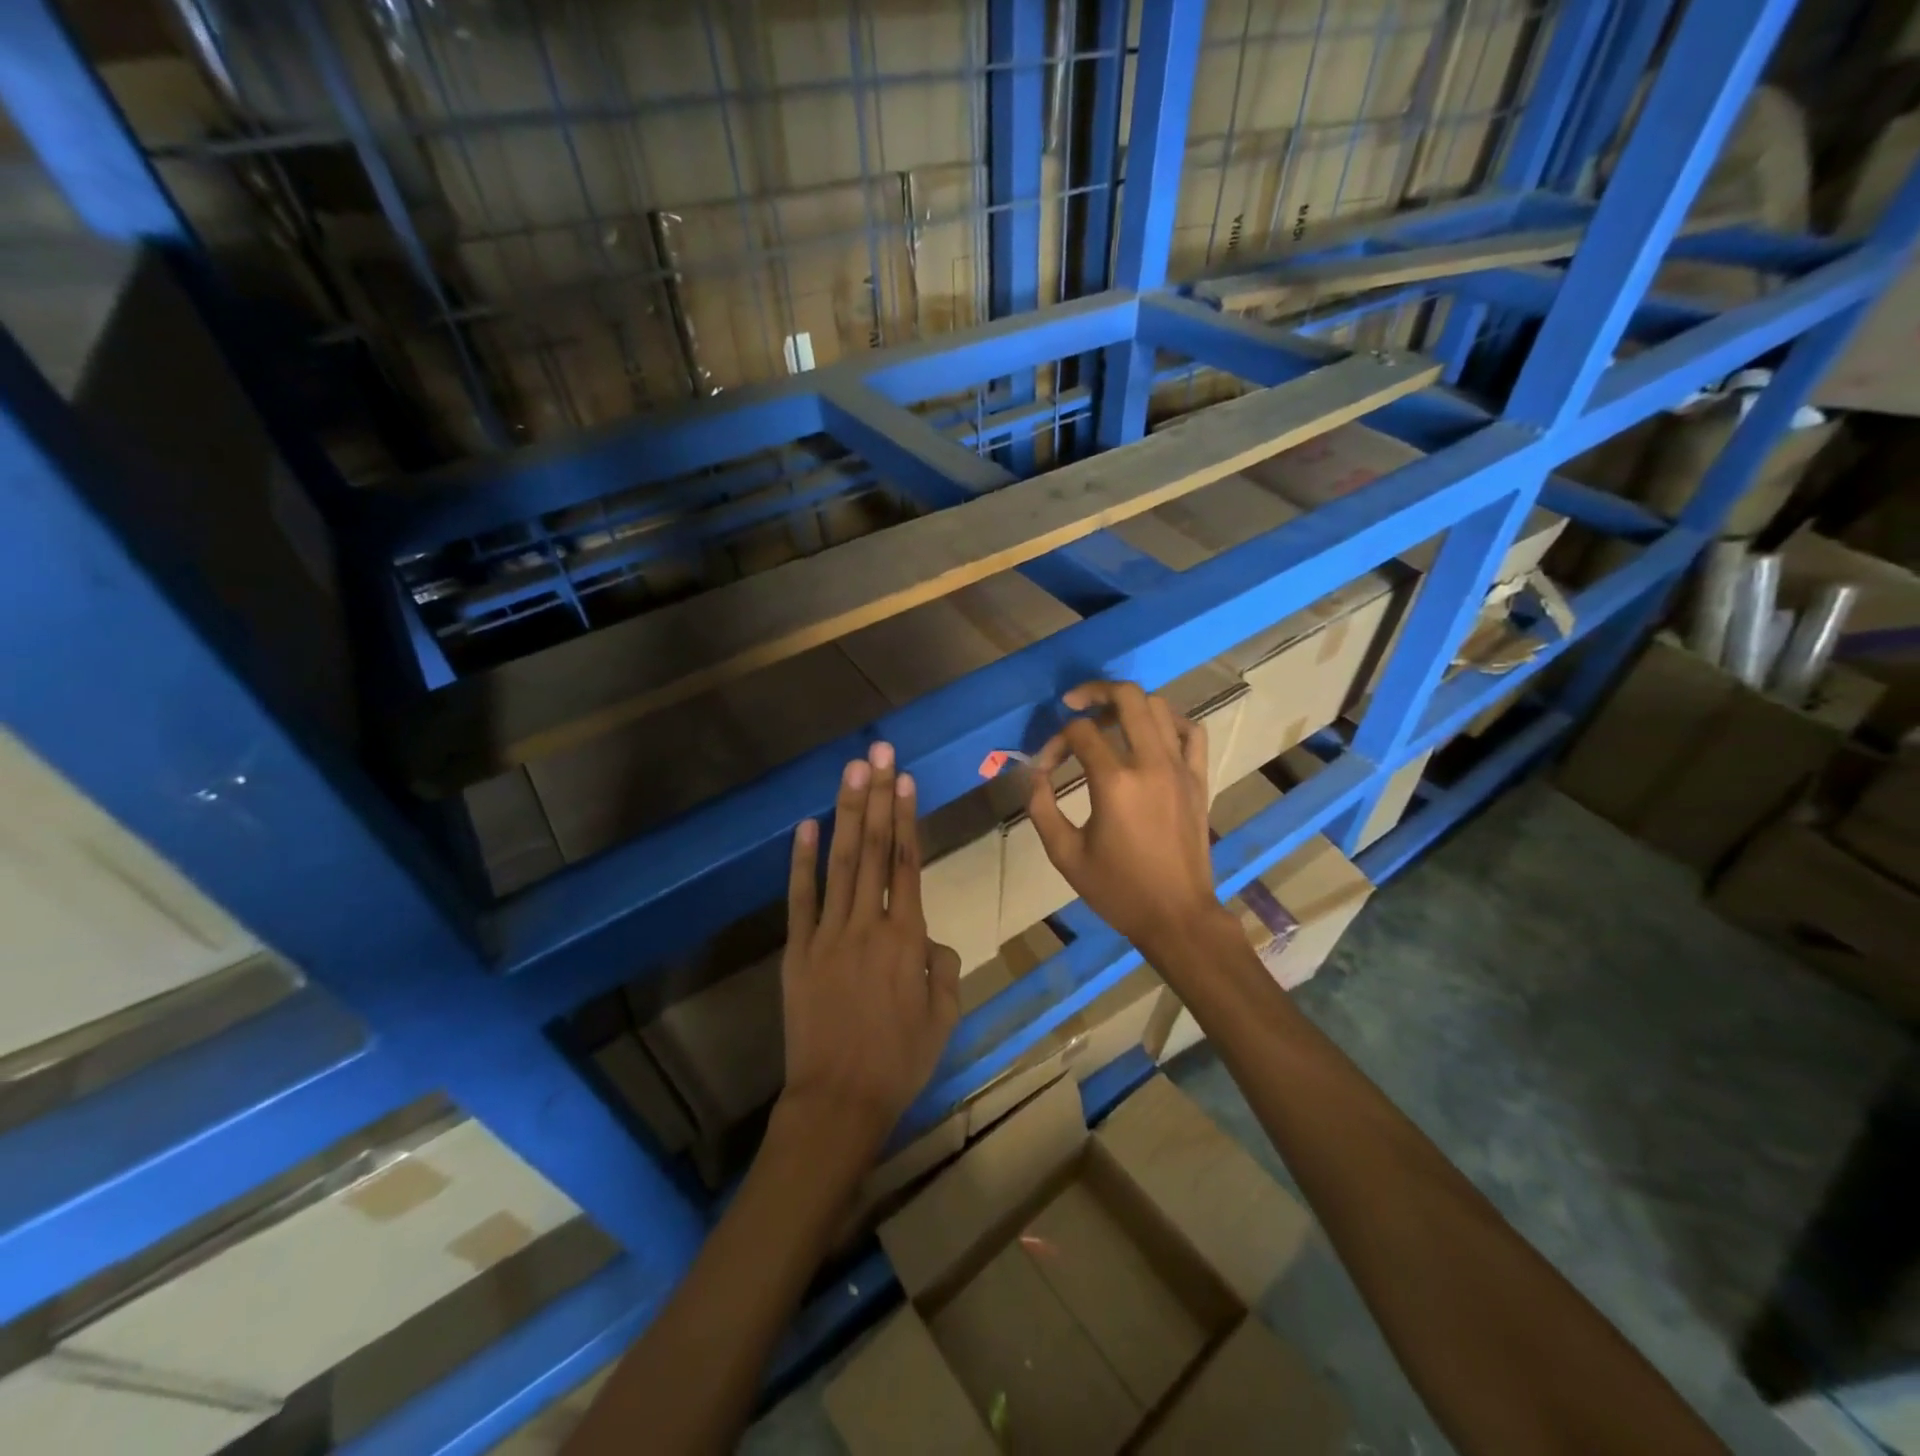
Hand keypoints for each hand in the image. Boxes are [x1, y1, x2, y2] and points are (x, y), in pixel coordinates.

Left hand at [780, 742, 960, 1156]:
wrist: (839, 1101)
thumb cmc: (899, 1061)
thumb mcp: (944, 1015)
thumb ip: (943, 965)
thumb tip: (928, 938)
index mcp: (907, 938)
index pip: (908, 863)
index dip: (907, 817)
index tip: (905, 780)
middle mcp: (868, 924)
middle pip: (875, 849)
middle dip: (878, 796)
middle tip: (879, 753)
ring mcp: (828, 935)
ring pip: (841, 863)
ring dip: (848, 814)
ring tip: (852, 772)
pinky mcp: (798, 951)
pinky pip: (800, 899)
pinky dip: (802, 862)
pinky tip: (807, 826)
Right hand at [1027, 681, 1231, 954]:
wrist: (1177, 916)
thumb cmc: (1117, 889)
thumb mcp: (1064, 854)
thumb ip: (1041, 807)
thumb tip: (1033, 773)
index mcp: (1114, 782)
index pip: (1079, 733)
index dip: (1054, 742)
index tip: (1044, 767)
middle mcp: (1150, 763)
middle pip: (1126, 698)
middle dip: (1094, 691)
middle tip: (1073, 703)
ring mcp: (1180, 768)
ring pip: (1159, 707)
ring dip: (1128, 704)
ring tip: (1107, 719)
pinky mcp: (1198, 779)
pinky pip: (1191, 731)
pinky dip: (1170, 721)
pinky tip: (1151, 732)